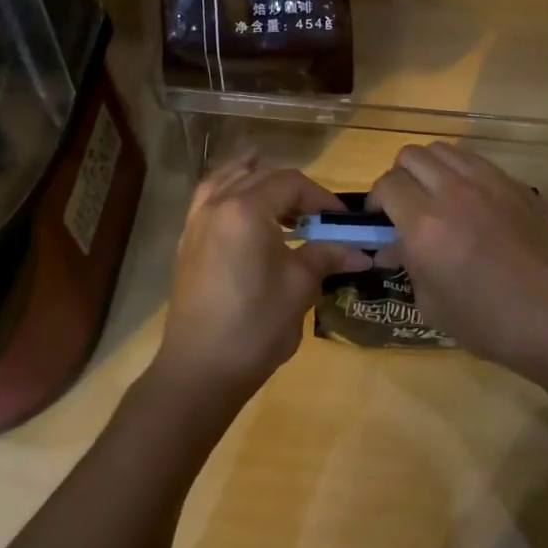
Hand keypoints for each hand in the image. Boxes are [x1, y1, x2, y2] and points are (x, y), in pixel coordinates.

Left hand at [154, 154, 361, 408]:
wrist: (200, 370)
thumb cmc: (255, 326)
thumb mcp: (299, 287)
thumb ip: (327, 256)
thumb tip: (360, 251)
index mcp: (247, 210)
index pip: (291, 184)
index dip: (321, 197)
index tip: (342, 220)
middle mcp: (218, 204)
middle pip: (262, 177)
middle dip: (295, 191)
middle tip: (319, 218)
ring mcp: (198, 220)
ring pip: (230, 179)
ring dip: (259, 180)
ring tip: (281, 196)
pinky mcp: (188, 240)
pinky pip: (209, 196)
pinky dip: (228, 187)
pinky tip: (240, 199)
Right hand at [370, 143, 547, 386]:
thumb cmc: (491, 324)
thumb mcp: (433, 305)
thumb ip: (408, 265)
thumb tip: (392, 247)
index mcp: (427, 226)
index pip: (387, 185)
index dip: (376, 200)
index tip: (379, 219)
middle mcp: (454, 193)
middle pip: (411, 155)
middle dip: (399, 177)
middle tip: (405, 205)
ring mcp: (489, 183)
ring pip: (444, 149)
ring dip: (430, 168)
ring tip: (436, 195)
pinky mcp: (516, 185)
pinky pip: (476, 161)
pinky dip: (461, 172)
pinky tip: (471, 201)